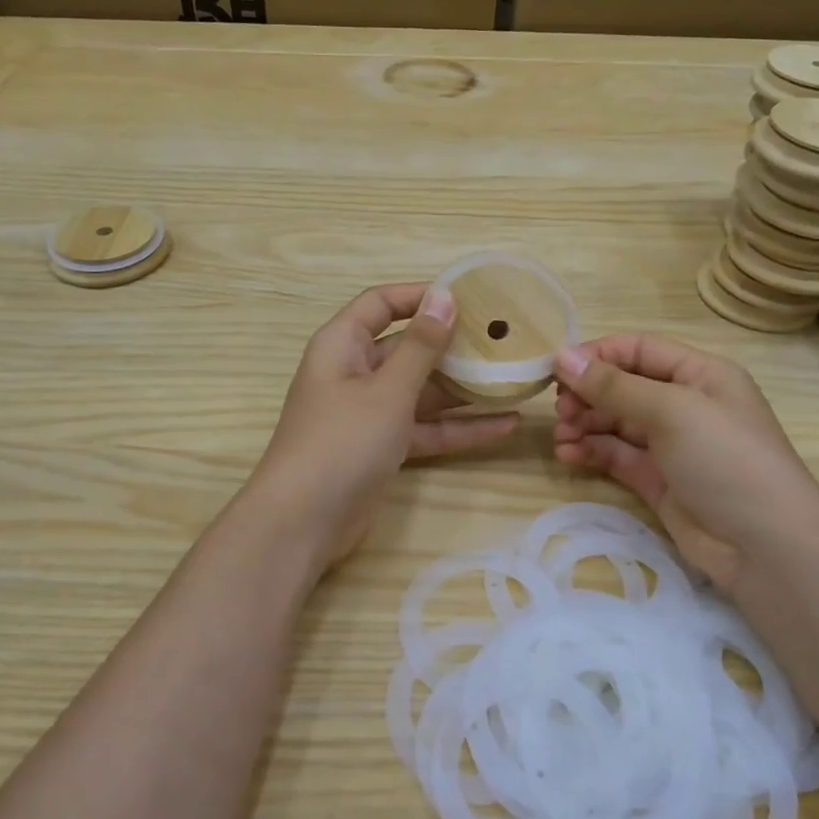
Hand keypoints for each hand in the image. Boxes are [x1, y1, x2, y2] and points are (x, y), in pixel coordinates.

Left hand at [248, 283, 519, 570]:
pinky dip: (459, 427)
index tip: (470, 296)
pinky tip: (506, 425)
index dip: (421, 295)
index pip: (382, 303)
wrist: (303, 523)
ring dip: (464, 388)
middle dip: (453, 345)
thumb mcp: (387, 390)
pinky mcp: (382, 447)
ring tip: (514, 380)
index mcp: (343, 344)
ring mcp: (369, 412)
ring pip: (422, 390)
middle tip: (505, 341)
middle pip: (408, 347)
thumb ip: (421, 345)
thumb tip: (445, 297)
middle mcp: (354, 371)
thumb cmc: (342, 441)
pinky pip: (425, 427)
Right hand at [552, 334, 818, 593]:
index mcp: (700, 374)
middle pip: (623, 386)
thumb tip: (562, 355)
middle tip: (561, 411)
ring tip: (561, 436)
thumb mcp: (672, 410)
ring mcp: (671, 445)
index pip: (639, 349)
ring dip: (584, 424)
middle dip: (588, 394)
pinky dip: (591, 451)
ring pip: (615, 422)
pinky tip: (568, 455)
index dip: (597, 355)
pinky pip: (616, 455)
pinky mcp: (658, 480)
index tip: (556, 369)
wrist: (766, 548)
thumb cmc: (726, 459)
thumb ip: (614, 384)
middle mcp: (685, 404)